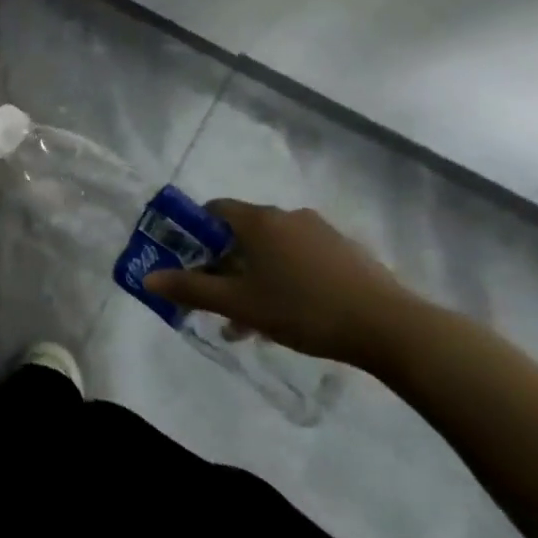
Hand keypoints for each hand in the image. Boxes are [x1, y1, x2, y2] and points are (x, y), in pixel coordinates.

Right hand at [143, 201, 419, 369]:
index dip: (194, 233)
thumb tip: (148, 277)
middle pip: (242, 234)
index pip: (214, 210)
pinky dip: (285, 280)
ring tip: (249, 323)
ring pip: (272, 251)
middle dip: (224, 266)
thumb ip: (191, 289)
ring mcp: (321, 233)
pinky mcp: (346, 253)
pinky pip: (301, 259)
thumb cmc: (302, 309)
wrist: (389, 327)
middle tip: (218, 301)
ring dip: (254, 279)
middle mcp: (288, 217)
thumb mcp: (238, 304)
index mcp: (259, 221)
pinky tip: (287, 317)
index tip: (188, 262)